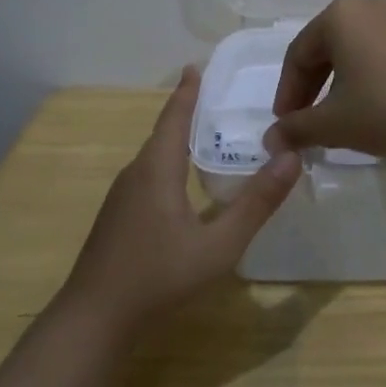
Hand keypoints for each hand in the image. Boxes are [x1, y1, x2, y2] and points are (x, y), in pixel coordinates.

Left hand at [62, 67, 300, 334]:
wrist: (93, 321)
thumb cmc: (158, 278)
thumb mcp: (219, 245)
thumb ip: (257, 203)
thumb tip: (292, 157)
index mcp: (156, 170)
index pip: (174, 117)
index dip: (187, 92)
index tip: (196, 65)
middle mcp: (135, 175)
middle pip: (163, 133)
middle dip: (187, 113)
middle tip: (218, 98)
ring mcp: (121, 199)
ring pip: (154, 158)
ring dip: (178, 140)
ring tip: (207, 135)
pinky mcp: (117, 219)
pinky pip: (148, 177)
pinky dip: (169, 164)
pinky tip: (183, 184)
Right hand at [264, 0, 385, 158]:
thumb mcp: (333, 124)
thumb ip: (296, 129)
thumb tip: (270, 140)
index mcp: (338, 16)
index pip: (297, 56)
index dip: (286, 93)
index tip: (284, 125)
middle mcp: (366, 6)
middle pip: (324, 49)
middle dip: (310, 88)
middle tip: (304, 123)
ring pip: (352, 52)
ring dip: (337, 85)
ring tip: (336, 118)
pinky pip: (379, 54)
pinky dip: (365, 78)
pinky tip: (370, 107)